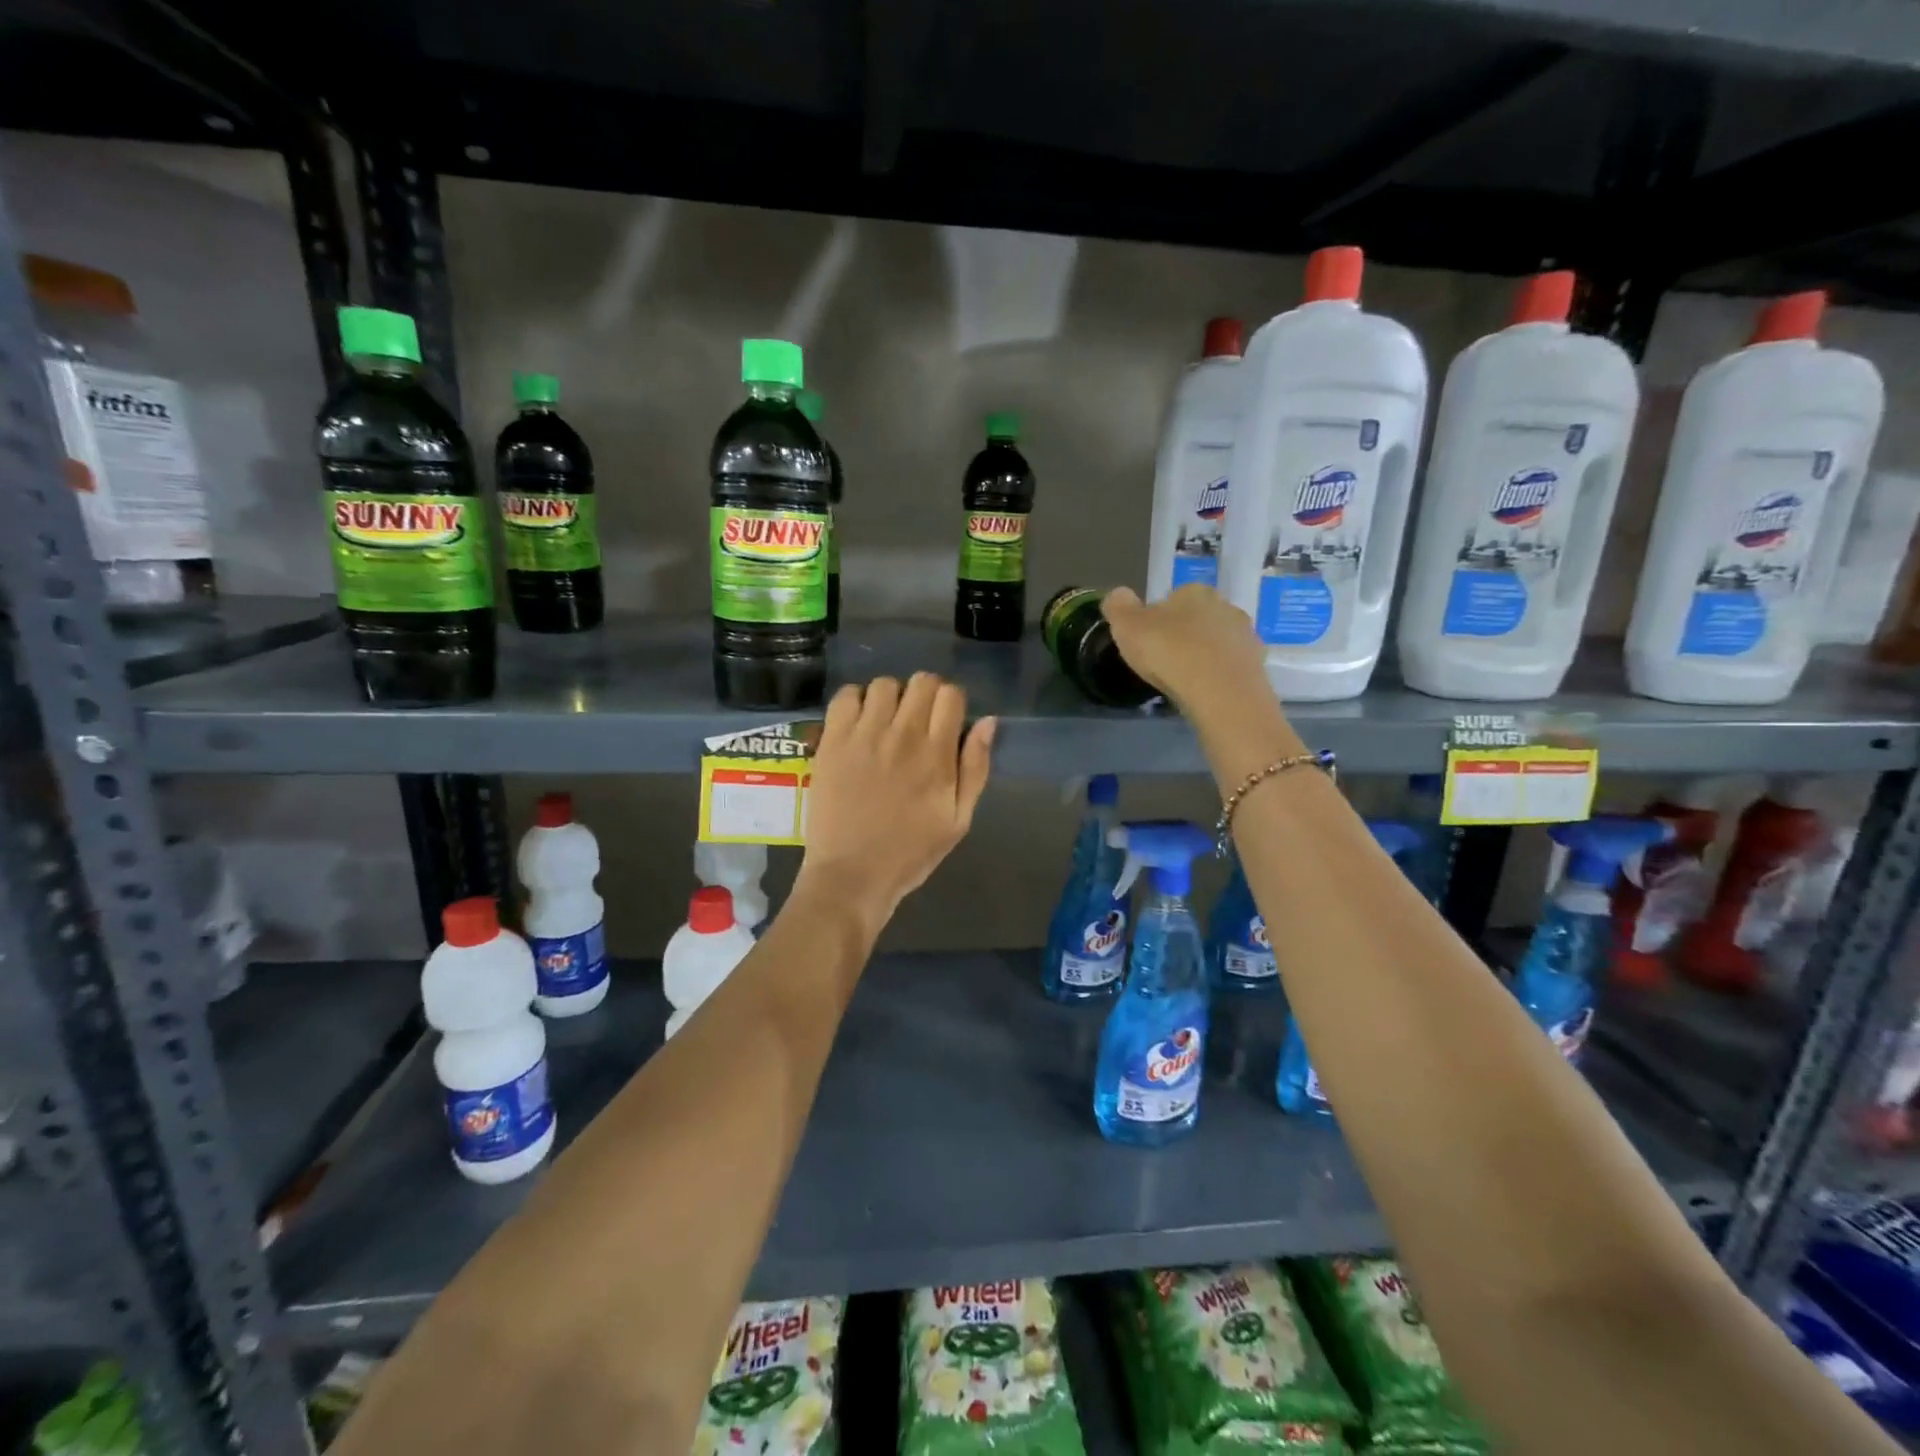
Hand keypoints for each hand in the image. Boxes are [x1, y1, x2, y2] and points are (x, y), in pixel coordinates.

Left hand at [798, 673, 995, 926]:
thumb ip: (975, 768)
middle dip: (926, 695)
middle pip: (922, 681)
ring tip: (886, 722)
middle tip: (918, 722)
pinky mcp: (832, 741)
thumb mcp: (959, 820)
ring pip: (884, 684)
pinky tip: (859, 724)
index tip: (946, 722)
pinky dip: (856, 701)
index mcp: (936, 755)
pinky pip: (846, 696)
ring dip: (891, 697)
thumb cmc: (910, 853)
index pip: (951, 695)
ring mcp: (863, 735)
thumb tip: (987, 722)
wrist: (852, 875)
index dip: (952, 703)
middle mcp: (902, 735)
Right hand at [1101, 585, 1268, 716]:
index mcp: (1193, 592)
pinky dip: (1218, 674)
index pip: (1172, 599)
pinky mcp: (1257, 663)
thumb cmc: (1169, 652)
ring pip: (1216, 641)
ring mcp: (1245, 634)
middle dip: (1184, 635)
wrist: (1220, 692)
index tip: (1147, 642)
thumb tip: (1118, 594)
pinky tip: (1205, 690)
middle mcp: (1224, 605)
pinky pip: (1230, 665)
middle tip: (1165, 661)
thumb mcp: (1127, 626)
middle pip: (1197, 618)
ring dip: (1203, 654)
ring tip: (1186, 679)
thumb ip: (1118, 606)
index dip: (1157, 620)